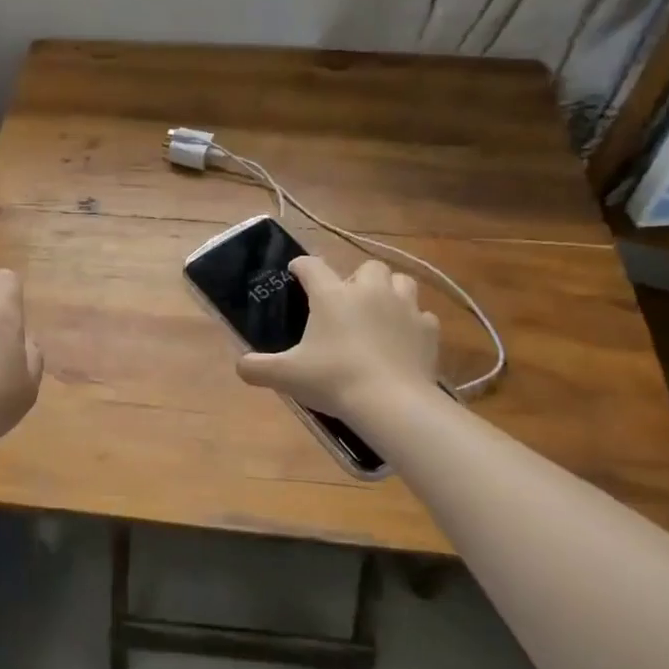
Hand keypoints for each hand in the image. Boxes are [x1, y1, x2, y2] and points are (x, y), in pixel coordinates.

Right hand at [236, 256, 440, 424]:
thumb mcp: (286, 376)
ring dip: (390, 291)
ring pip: (401, 281)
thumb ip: (257, 367)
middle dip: (357, 278)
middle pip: (367, 267)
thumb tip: (240, 365)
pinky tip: (403, 339)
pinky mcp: (428, 330)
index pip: (312, 266)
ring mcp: (404, 307)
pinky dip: (412, 323)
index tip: (296, 274)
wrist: (392, 402)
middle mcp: (369, 291)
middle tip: (346, 302)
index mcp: (332, 295)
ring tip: (379, 312)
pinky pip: (422, 316)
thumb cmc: (333, 380)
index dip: (301, 267)